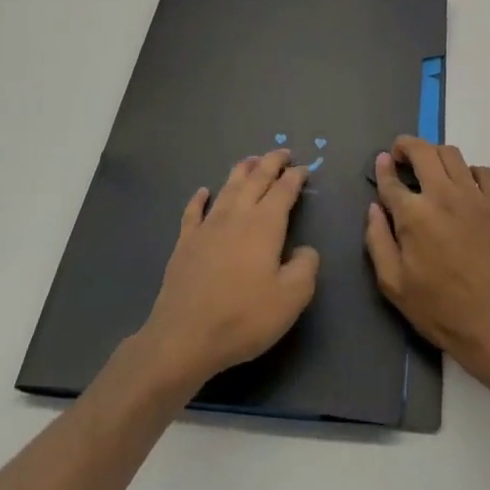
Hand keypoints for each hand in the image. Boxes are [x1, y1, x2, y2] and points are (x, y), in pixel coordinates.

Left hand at [135, 150, 320, 394]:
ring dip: (241, 170)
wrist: (184, 337)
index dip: (296, 176)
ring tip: (251, 160)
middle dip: (271, 162)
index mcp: (265, 225)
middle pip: (255, 179)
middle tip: (282, 153)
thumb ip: (306, 268)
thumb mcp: (291, 299)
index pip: (284, 190)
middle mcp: (236, 216)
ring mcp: (207, 227)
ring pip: (227, 187)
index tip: (305, 168)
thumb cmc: (243, 317)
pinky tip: (204, 191)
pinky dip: (200, 198)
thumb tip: (305, 250)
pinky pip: (193, 211)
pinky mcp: (185, 243)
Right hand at [364, 137, 489, 386]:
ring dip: (435, 155)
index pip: (392, 180)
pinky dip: (468, 171)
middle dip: (406, 146)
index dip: (382, 168)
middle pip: (423, 151)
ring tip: (429, 169)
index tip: (381, 162)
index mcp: (414, 215)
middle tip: (400, 156)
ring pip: (452, 154)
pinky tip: (463, 187)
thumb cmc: (439, 309)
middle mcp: (444, 196)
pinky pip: (483, 172)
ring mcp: (475, 197)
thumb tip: (374, 207)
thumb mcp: (393, 284)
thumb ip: (377, 240)